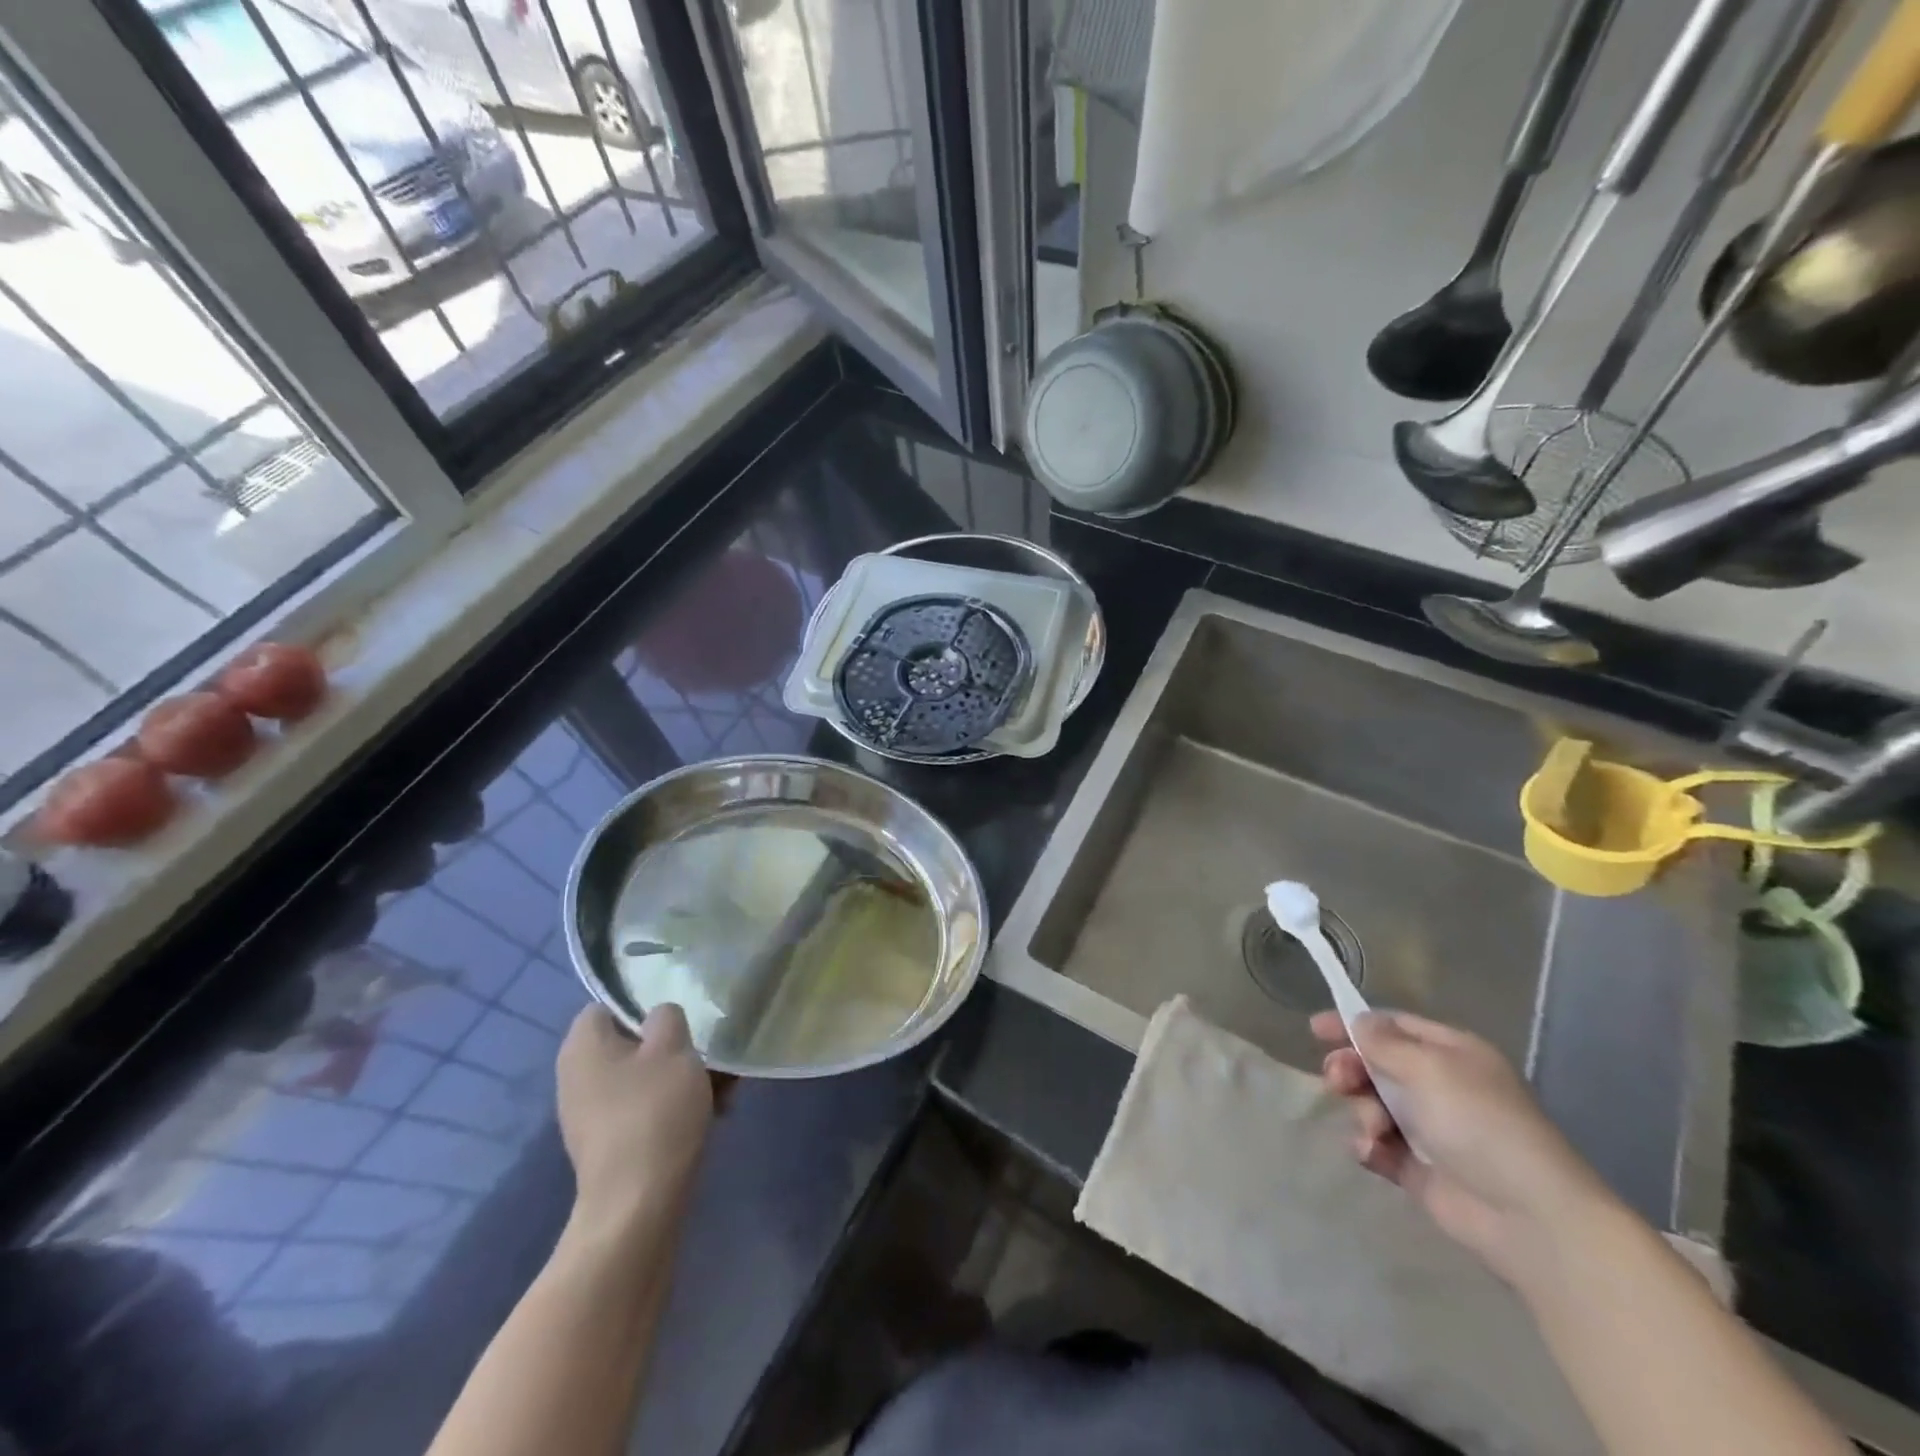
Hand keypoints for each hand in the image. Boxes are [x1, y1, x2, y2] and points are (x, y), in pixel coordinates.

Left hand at [556, 1004, 712, 1232]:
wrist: (637, 1206)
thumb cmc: (653, 1113)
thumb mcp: (673, 1048)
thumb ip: (667, 1017)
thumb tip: (659, 1019)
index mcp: (583, 1046)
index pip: (608, 1006)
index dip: (644, 1005)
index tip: (681, 1017)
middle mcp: (577, 1077)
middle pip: (632, 1044)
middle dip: (674, 1047)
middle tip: (710, 1054)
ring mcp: (591, 1114)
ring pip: (644, 1077)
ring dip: (682, 1077)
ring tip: (724, 1087)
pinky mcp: (609, 1144)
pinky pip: (645, 1108)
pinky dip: (673, 1106)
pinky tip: (712, 1115)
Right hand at [1312, 1009, 1618, 1289]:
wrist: (1529, 1218)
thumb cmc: (1478, 1124)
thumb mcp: (1427, 1068)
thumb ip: (1382, 1042)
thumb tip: (1358, 1022)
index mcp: (1451, 1053)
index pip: (1393, 1026)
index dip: (1353, 1024)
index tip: (1315, 1030)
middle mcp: (1440, 1086)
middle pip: (1376, 1064)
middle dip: (1351, 1070)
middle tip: (1337, 1081)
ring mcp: (1431, 1129)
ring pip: (1372, 1104)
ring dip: (1362, 1112)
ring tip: (1373, 1131)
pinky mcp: (1420, 1169)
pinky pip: (1378, 1145)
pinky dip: (1369, 1146)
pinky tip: (1372, 1153)